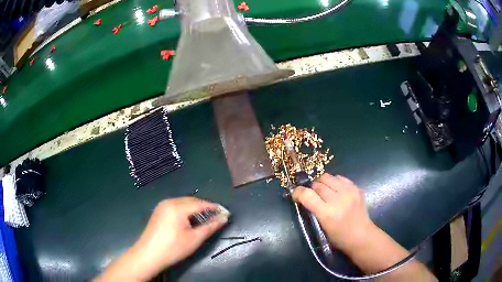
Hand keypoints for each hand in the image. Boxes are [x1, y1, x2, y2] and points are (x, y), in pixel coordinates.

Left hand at [100, 197, 228, 280]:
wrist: (148, 255)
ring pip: (183, 203)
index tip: (226, 212)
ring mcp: (162, 206)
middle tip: (216, 216)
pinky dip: (185, 210)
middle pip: (191, 201)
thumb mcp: (194, 239)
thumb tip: (223, 218)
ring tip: (205, 218)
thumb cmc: (173, 248)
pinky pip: (176, 206)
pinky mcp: (158, 211)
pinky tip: (189, 219)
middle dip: (205, 207)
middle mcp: (169, 201)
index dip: (214, 207)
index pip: (200, 203)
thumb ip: (210, 227)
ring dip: (195, 208)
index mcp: (178, 207)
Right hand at [292, 174, 375, 252]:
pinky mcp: (356, 188)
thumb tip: (305, 196)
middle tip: (312, 195)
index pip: (307, 195)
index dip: (298, 192)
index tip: (295, 194)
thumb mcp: (322, 226)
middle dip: (311, 188)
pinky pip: (339, 177)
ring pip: (327, 177)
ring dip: (322, 183)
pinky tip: (335, 189)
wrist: (362, 235)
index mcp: (327, 213)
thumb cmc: (339, 237)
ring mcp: (348, 192)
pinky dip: (334, 181)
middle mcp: (337, 199)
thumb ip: (314, 209)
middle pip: (317, 184)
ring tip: (324, 191)